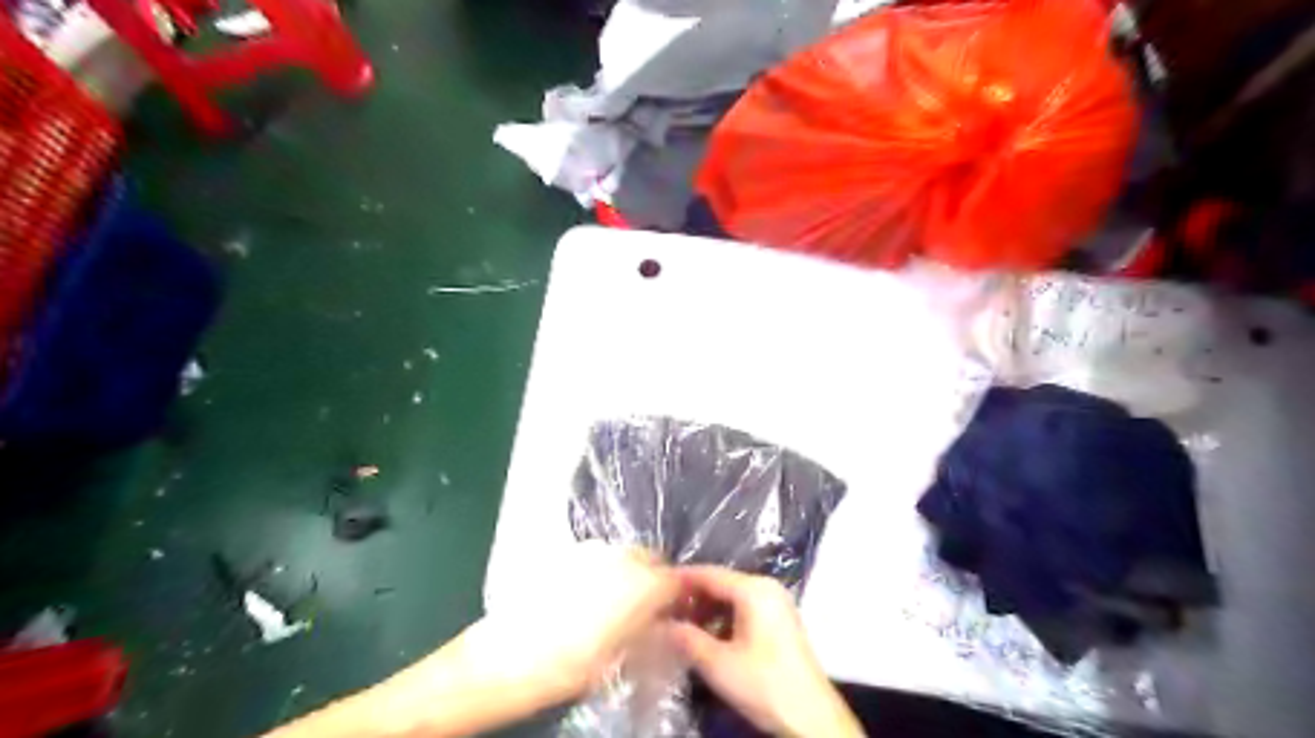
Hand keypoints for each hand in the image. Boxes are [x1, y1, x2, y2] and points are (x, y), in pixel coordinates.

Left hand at [452, 545, 677, 704]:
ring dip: (628, 573)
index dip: (678, 597)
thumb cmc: (567, 668)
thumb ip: (647, 632)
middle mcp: (619, 557)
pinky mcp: (565, 554)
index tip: (673, 613)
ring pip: (623, 555)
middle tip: (647, 609)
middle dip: (654, 579)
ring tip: (616, 605)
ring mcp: (590, 552)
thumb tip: (661, 623)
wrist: (504, 659)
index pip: (675, 579)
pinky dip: (603, 572)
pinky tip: (587, 598)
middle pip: (651, 559)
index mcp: (640, 583)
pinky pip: (598, 558)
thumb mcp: (619, 659)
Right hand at [670, 568, 863, 735]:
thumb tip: (661, 624)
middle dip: (692, 596)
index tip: (655, 586)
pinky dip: (723, 618)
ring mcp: (776, 603)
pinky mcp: (780, 621)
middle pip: (721, 583)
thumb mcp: (718, 664)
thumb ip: (687, 639)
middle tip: (664, 610)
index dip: (680, 579)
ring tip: (680, 625)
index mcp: (753, 589)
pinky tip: (707, 636)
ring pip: (732, 597)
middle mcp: (766, 587)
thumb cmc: (764, 684)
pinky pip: (744, 608)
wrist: (811, 718)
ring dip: (706, 609)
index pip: (708, 574)